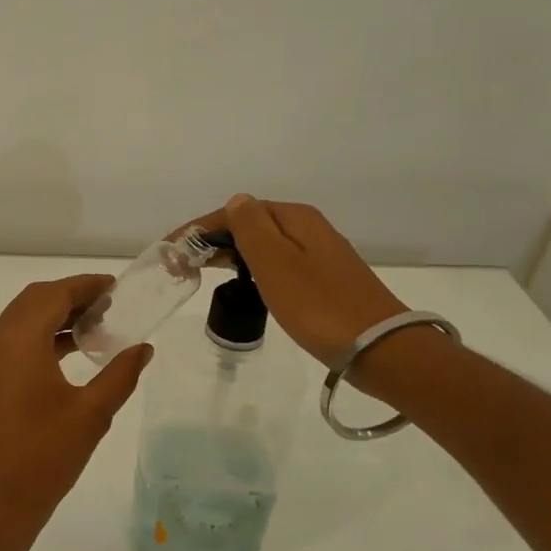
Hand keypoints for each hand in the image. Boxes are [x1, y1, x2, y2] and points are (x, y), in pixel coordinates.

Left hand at [0, 275, 151, 539]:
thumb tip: (143, 348)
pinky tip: (76, 351)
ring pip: (25, 320)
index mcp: (18, 339)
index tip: (117, 286)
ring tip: (100, 325)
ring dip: (58, 316)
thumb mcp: (91, 413)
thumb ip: (120, 374)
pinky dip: (45, 336)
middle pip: (36, 300)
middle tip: (111, 304)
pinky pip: (18, 341)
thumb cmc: (43, 456)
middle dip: (72, 296)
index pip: (54, 294)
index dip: (86, 286)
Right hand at [172, 195, 406, 368]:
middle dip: (212, 240)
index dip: (199, 229)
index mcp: (295, 218)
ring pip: (264, 245)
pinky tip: (245, 284)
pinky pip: (278, 264)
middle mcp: (309, 228)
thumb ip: (250, 227)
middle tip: (181, 264)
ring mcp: (320, 255)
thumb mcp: (275, 262)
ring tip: (203, 272)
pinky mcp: (325, 281)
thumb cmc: (318, 305)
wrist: (380, 349)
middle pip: (250, 225)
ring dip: (231, 254)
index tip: (170, 252)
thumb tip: (236, 201)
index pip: (236, 212)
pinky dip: (253, 269)